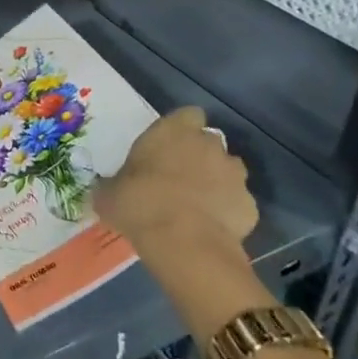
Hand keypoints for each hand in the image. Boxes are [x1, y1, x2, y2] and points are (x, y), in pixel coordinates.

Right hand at [95, 105, 256, 251]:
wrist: (185, 243)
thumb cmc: (140, 204)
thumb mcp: (110, 194)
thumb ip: (113, 185)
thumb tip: (106, 190)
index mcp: (173, 131)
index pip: (188, 115)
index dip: (181, 129)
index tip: (168, 146)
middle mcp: (208, 145)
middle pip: (209, 141)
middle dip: (198, 155)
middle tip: (178, 177)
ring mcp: (234, 175)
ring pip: (228, 170)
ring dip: (216, 180)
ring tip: (197, 203)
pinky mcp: (250, 205)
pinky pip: (238, 202)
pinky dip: (228, 210)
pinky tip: (211, 226)